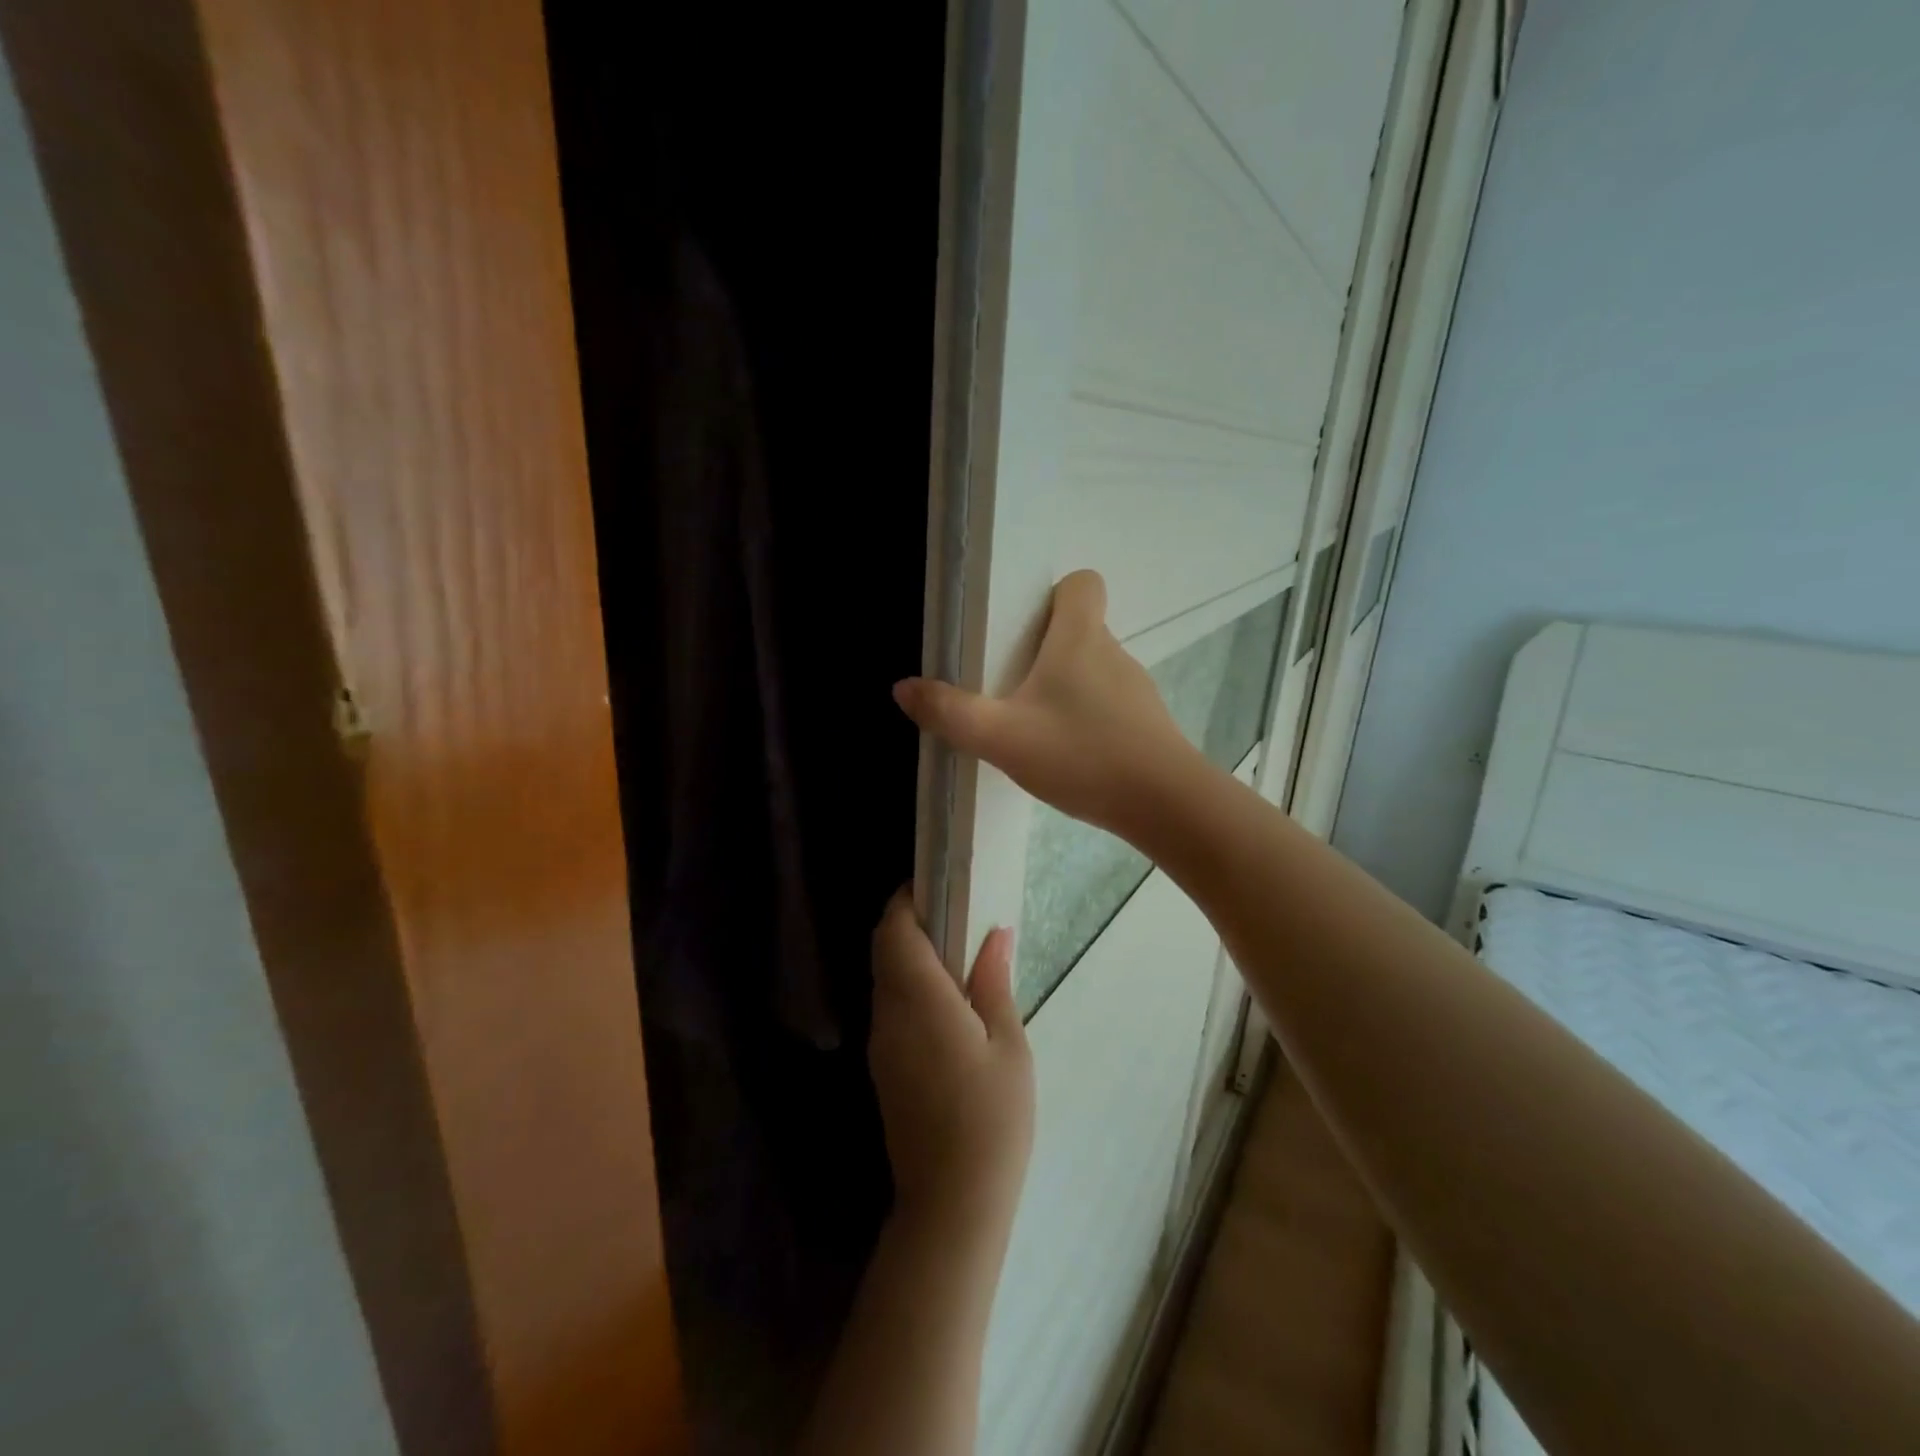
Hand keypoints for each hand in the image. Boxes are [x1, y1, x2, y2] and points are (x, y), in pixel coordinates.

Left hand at [869, 890, 1034, 1229]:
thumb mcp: (1008, 1045)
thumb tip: (995, 933)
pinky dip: (912, 986)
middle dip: (911, 923)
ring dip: (911, 955)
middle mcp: (889, 1014)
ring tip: (961, 954)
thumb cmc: (992, 1120)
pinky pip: (892, 1007)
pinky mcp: (885, 1068)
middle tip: (957, 915)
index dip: (907, 900)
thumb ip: (994, 982)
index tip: (938, 885)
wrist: (952, 1204)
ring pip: (886, 978)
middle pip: (885, 950)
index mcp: (919, 1000)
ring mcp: (882, 1044)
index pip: (894, 930)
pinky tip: (949, 1001)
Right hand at [893, 570, 1197, 839]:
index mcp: (1080, 638)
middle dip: (1045, 649)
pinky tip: (1068, 754)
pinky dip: (1086, 718)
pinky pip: (1108, 705)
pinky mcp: (1146, 724)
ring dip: (1064, 688)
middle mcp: (1113, 653)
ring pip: (1093, 670)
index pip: (1082, 583)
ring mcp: (1135, 690)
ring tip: (1034, 726)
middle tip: (1009, 684)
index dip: (1054, 595)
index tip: (1025, 626)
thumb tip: (904, 688)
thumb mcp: (1001, 737)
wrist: (1164, 804)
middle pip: (1080, 629)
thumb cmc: (1081, 754)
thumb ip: (950, 712)